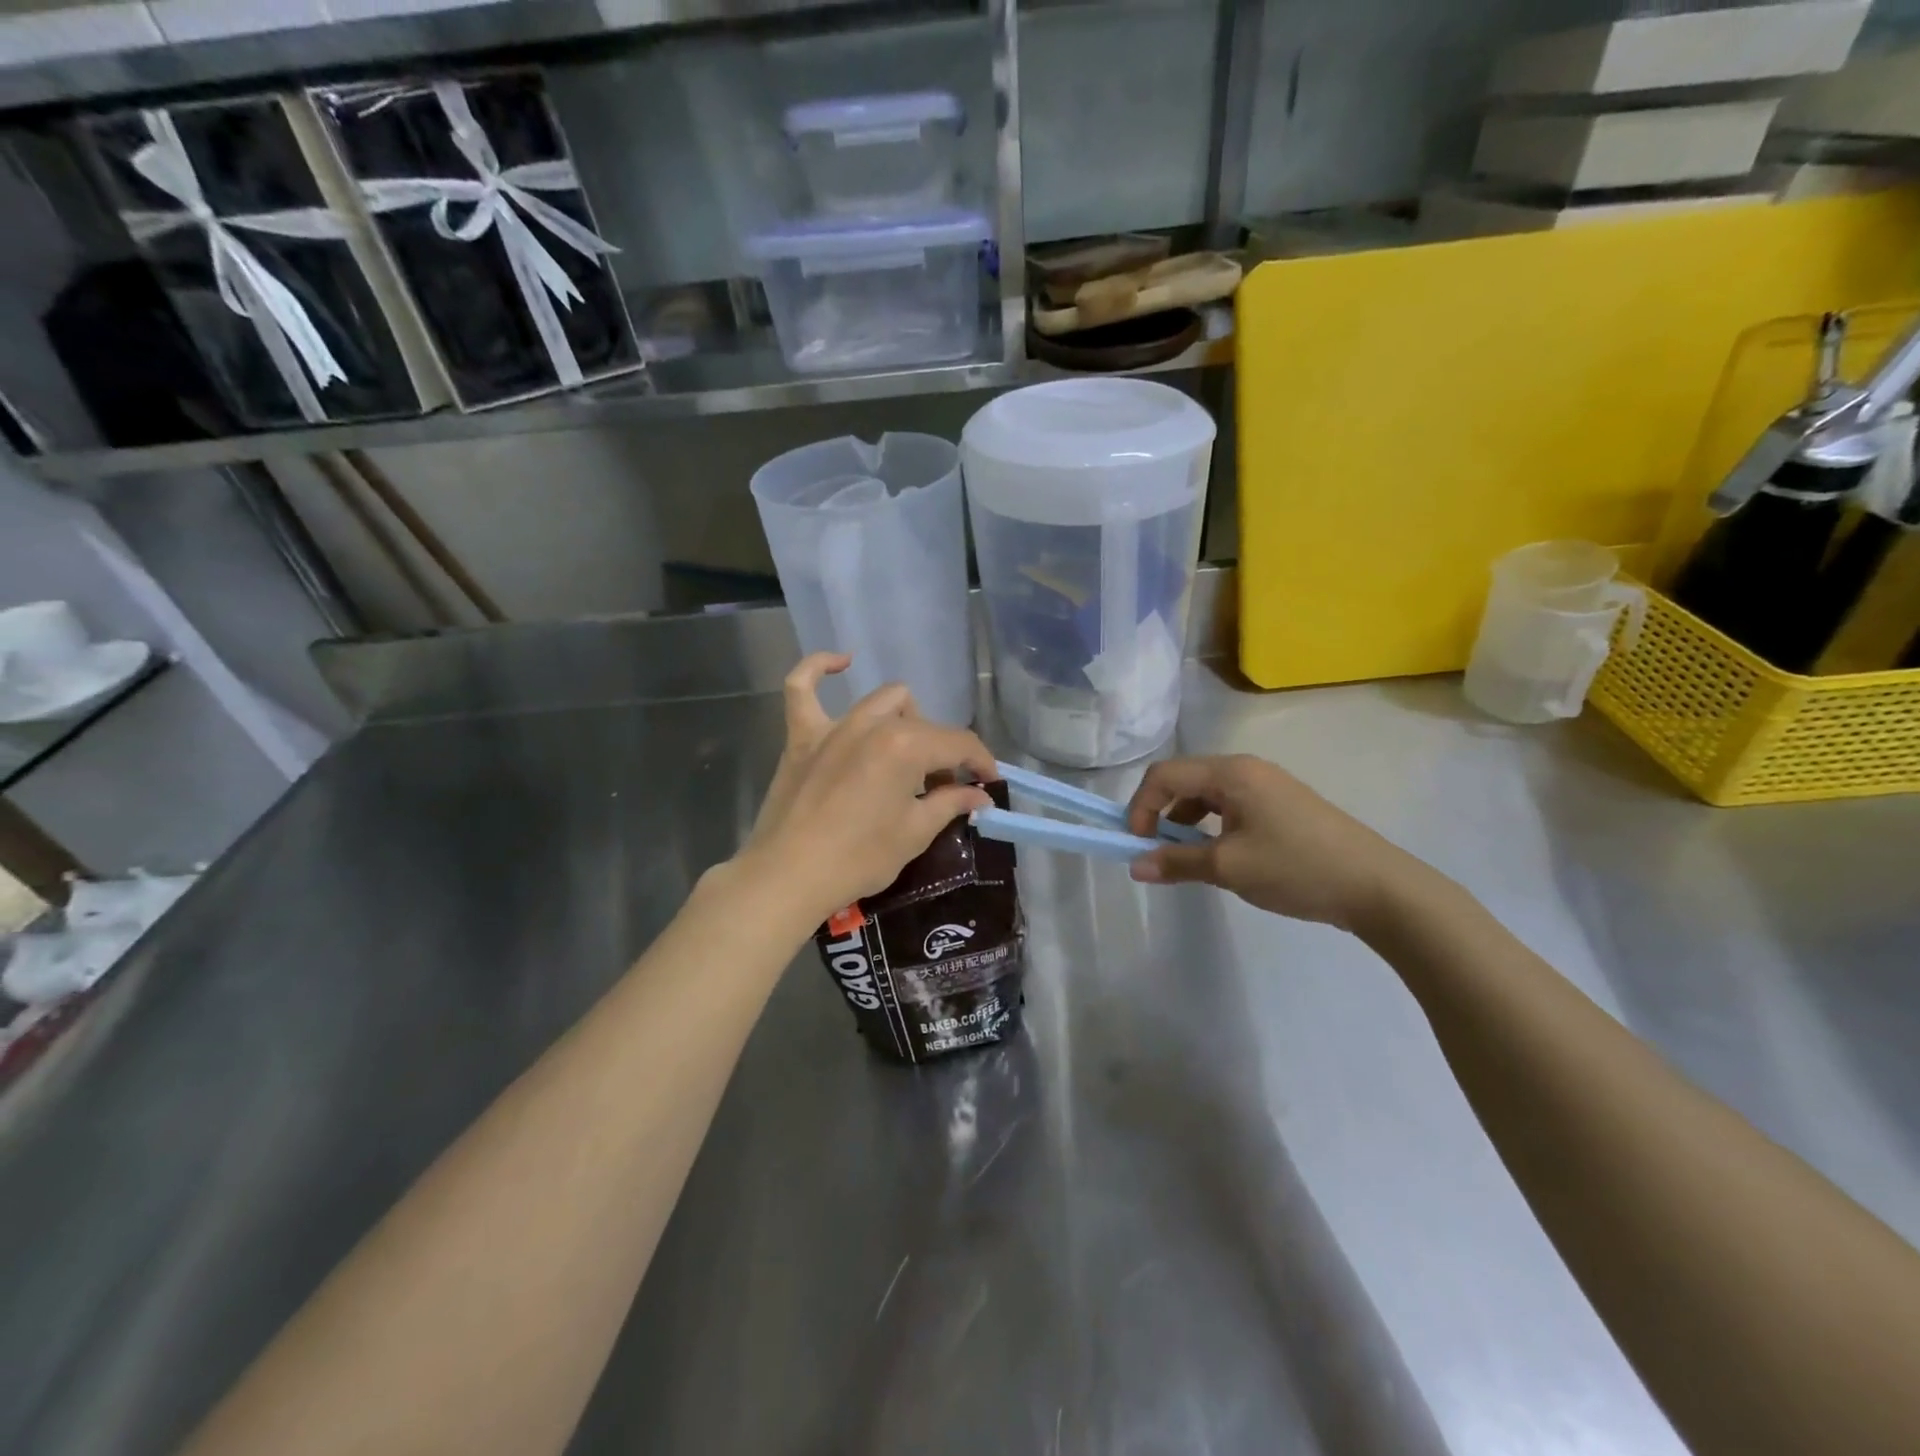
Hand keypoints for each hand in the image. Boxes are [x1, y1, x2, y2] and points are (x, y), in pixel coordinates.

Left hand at [737, 653, 997, 925]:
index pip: (959, 743)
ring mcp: (833, 726)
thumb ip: (950, 804)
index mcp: (906, 745)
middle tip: (943, 789)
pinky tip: (842, 662)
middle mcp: (872, 724)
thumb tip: (979, 795)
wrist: (788, 877)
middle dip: (943, 753)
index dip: (981, 762)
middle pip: (924, 724)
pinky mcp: (801, 737)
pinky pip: (802, 687)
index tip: (989, 783)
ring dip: (905, 720)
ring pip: (882, 701)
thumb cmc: (859, 859)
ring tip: (906, 754)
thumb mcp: (914, 833)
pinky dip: (820, 669)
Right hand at [1125, 754, 1419, 931]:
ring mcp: (1268, 785)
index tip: (1137, 845)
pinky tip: (1222, 857)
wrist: (1377, 886)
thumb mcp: (1229, 868)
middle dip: (1161, 814)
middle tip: (1157, 852)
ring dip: (1186, 822)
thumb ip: (1177, 862)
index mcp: (1231, 772)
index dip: (1141, 806)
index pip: (1164, 775)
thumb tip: (1135, 865)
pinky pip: (1230, 807)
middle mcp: (1247, 769)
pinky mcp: (1282, 805)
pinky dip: (1212, 827)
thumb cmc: (1296, 868)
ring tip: (1188, 859)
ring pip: (1207, 795)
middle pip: (1184, 780)